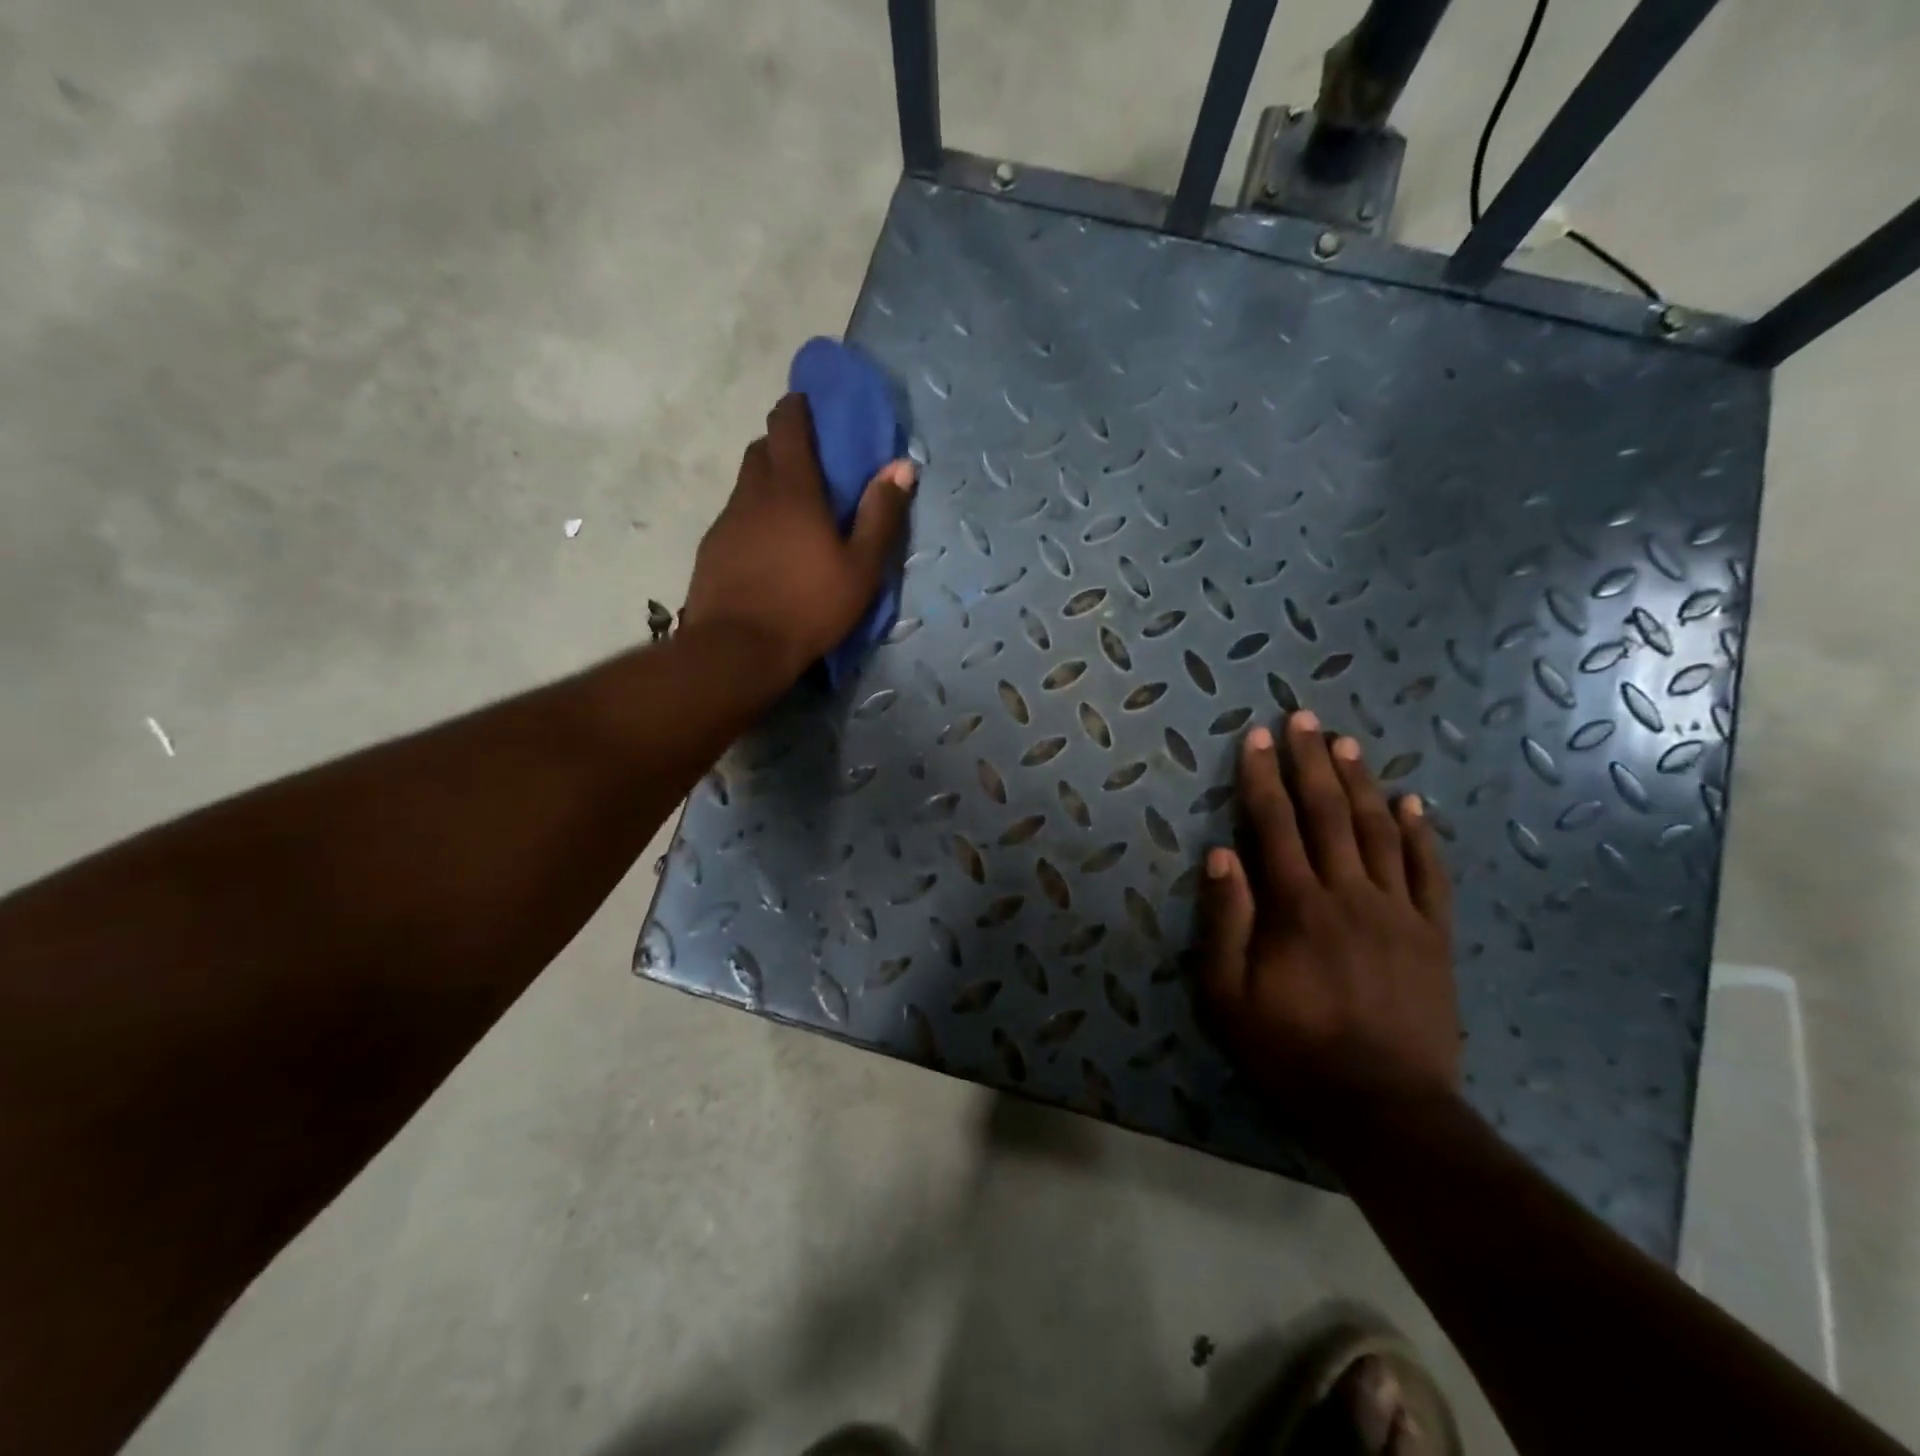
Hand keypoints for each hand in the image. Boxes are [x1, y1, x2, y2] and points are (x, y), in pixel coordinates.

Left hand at [681, 393, 915, 683]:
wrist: (737, 648)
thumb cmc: (808, 606)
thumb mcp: (860, 568)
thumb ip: (881, 515)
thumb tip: (901, 466)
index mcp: (793, 489)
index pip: (788, 425)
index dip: (797, 408)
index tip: (810, 405)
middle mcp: (754, 493)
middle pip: (762, 449)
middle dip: (783, 444)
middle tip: (809, 464)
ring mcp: (727, 519)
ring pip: (747, 483)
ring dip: (768, 482)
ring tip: (792, 511)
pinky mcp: (712, 547)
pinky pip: (736, 515)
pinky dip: (754, 516)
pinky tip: (768, 547)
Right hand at [1199, 711, 1459, 1131]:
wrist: (1385, 1108)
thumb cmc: (1291, 1050)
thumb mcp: (1228, 996)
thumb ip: (1225, 921)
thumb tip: (1220, 855)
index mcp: (1297, 906)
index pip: (1275, 824)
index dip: (1263, 777)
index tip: (1257, 737)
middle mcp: (1350, 894)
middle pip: (1329, 813)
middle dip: (1312, 762)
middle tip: (1305, 718)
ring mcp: (1399, 912)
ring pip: (1379, 831)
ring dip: (1361, 783)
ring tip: (1347, 744)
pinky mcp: (1433, 935)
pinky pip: (1430, 873)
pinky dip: (1421, 834)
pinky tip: (1412, 803)